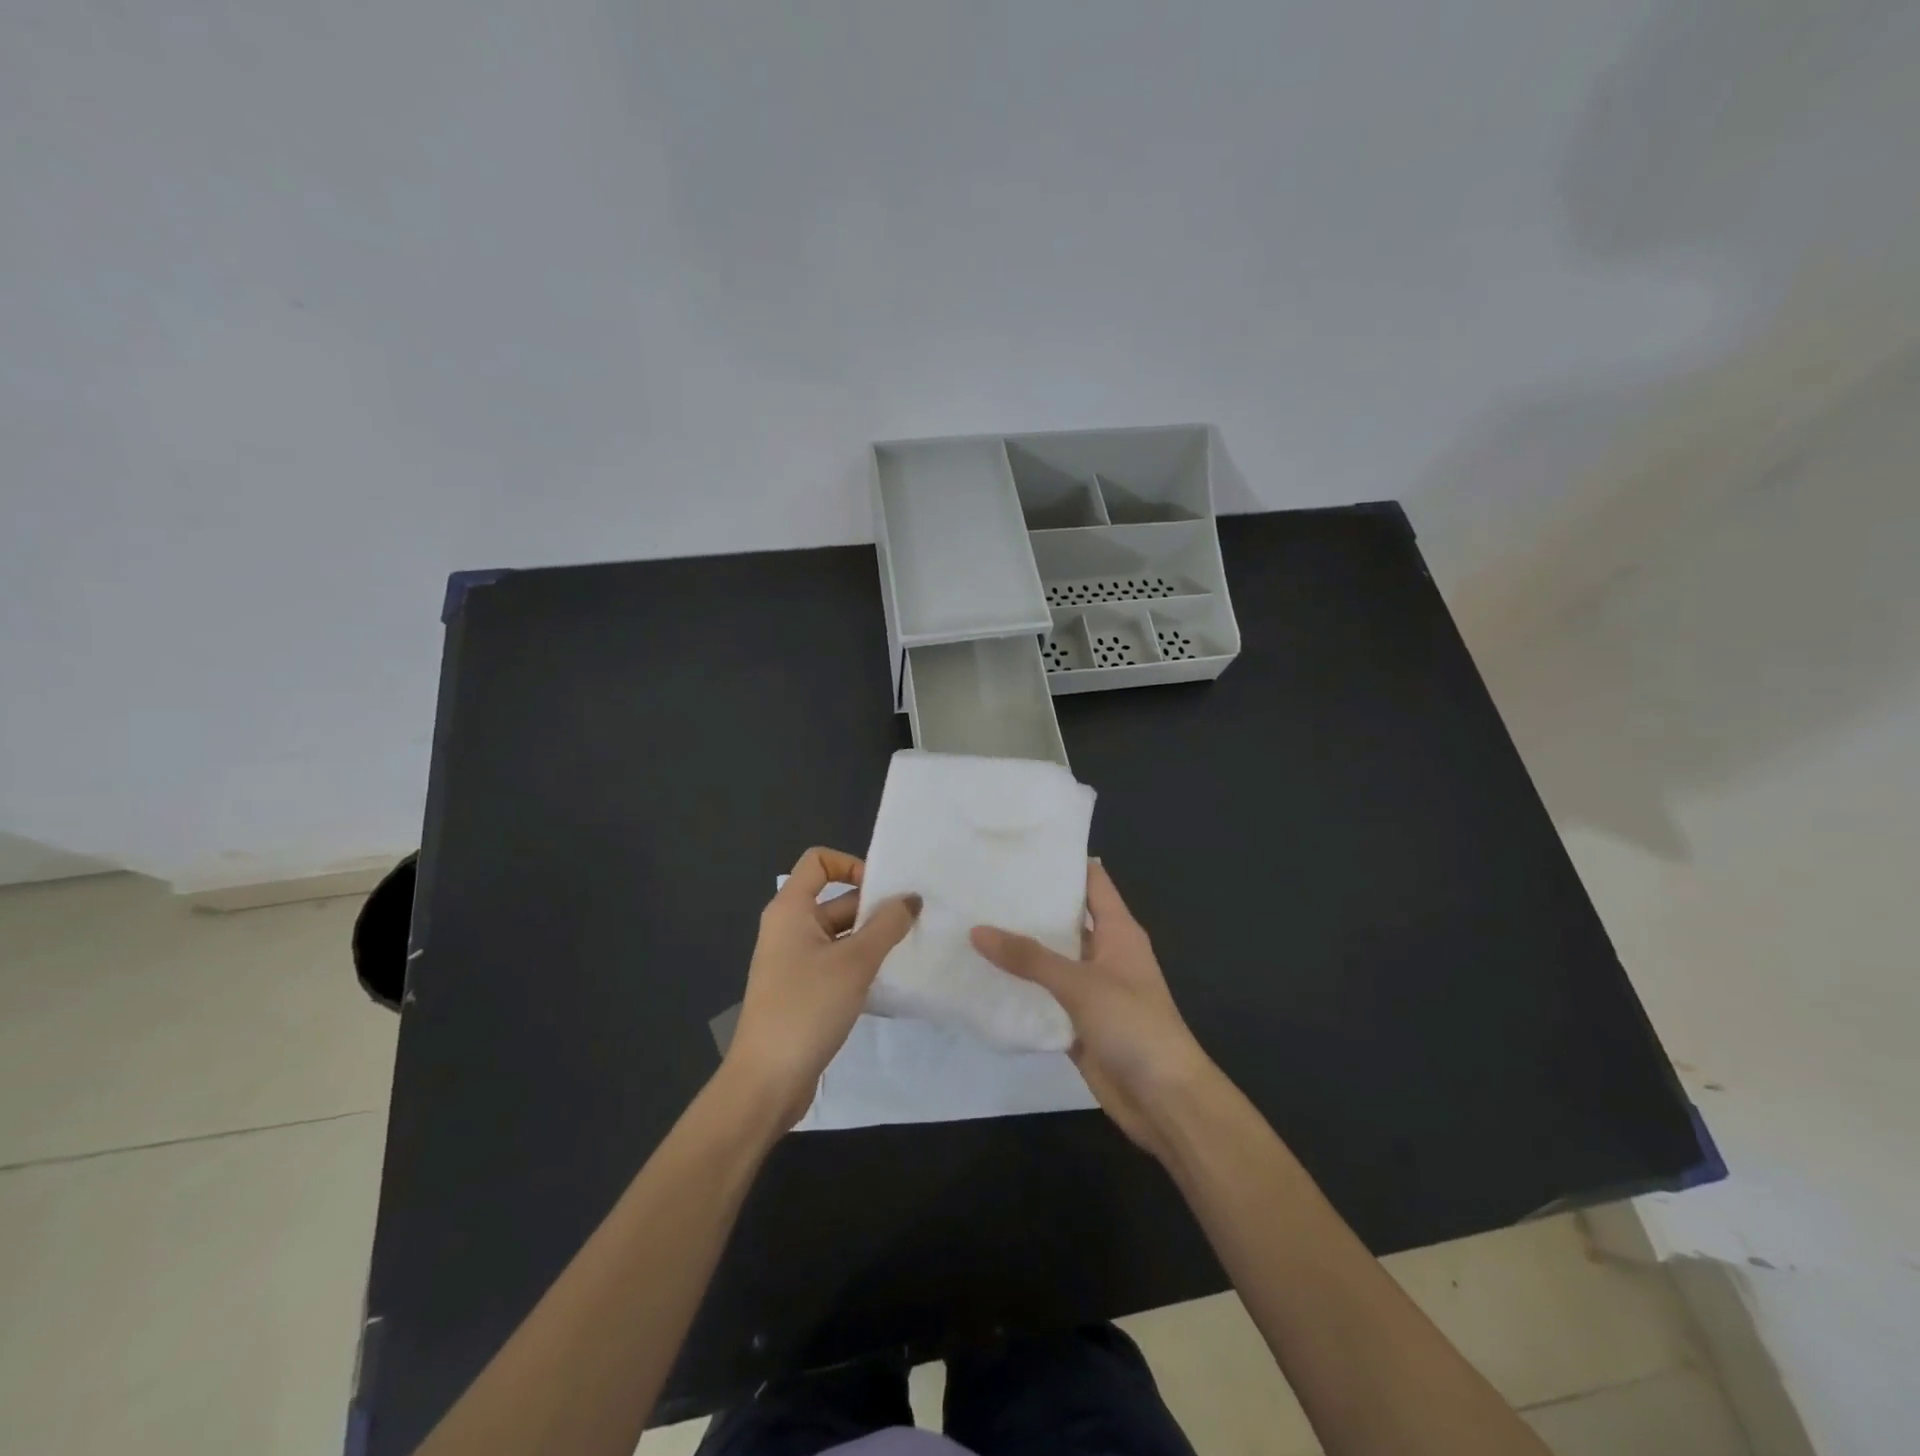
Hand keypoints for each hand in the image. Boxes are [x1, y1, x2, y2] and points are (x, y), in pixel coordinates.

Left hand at [724, 847, 921, 1131]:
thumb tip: (911, 898)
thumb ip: (887, 925)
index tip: (883, 891)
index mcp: (790, 910)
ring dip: (872, 939)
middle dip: (873, 908)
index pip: (819, 862)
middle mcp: (789, 928)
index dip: (852, 865)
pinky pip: (837, 963)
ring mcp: (794, 961)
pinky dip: (861, 965)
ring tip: (910, 949)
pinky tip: (889, 980)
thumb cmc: (807, 1008)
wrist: (767, 1081)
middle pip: (836, 899)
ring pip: (840, 934)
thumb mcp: (855, 962)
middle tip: (915, 922)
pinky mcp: (802, 990)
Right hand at [971, 862, 1215, 1160]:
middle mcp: (1104, 952)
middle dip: (1029, 903)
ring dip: (1020, 946)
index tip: (1019, 846)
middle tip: (980, 883)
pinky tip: (982, 976)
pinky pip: (1044, 996)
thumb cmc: (1134, 1025)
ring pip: (1051, 958)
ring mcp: (1091, 988)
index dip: (1061, 861)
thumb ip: (1030, 957)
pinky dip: (1020, 987)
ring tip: (972, 921)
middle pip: (1065, 917)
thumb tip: (976, 930)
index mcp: (1118, 930)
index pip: (1091, 880)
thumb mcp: (1082, 984)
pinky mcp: (1077, 1021)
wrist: (1164, 1100)